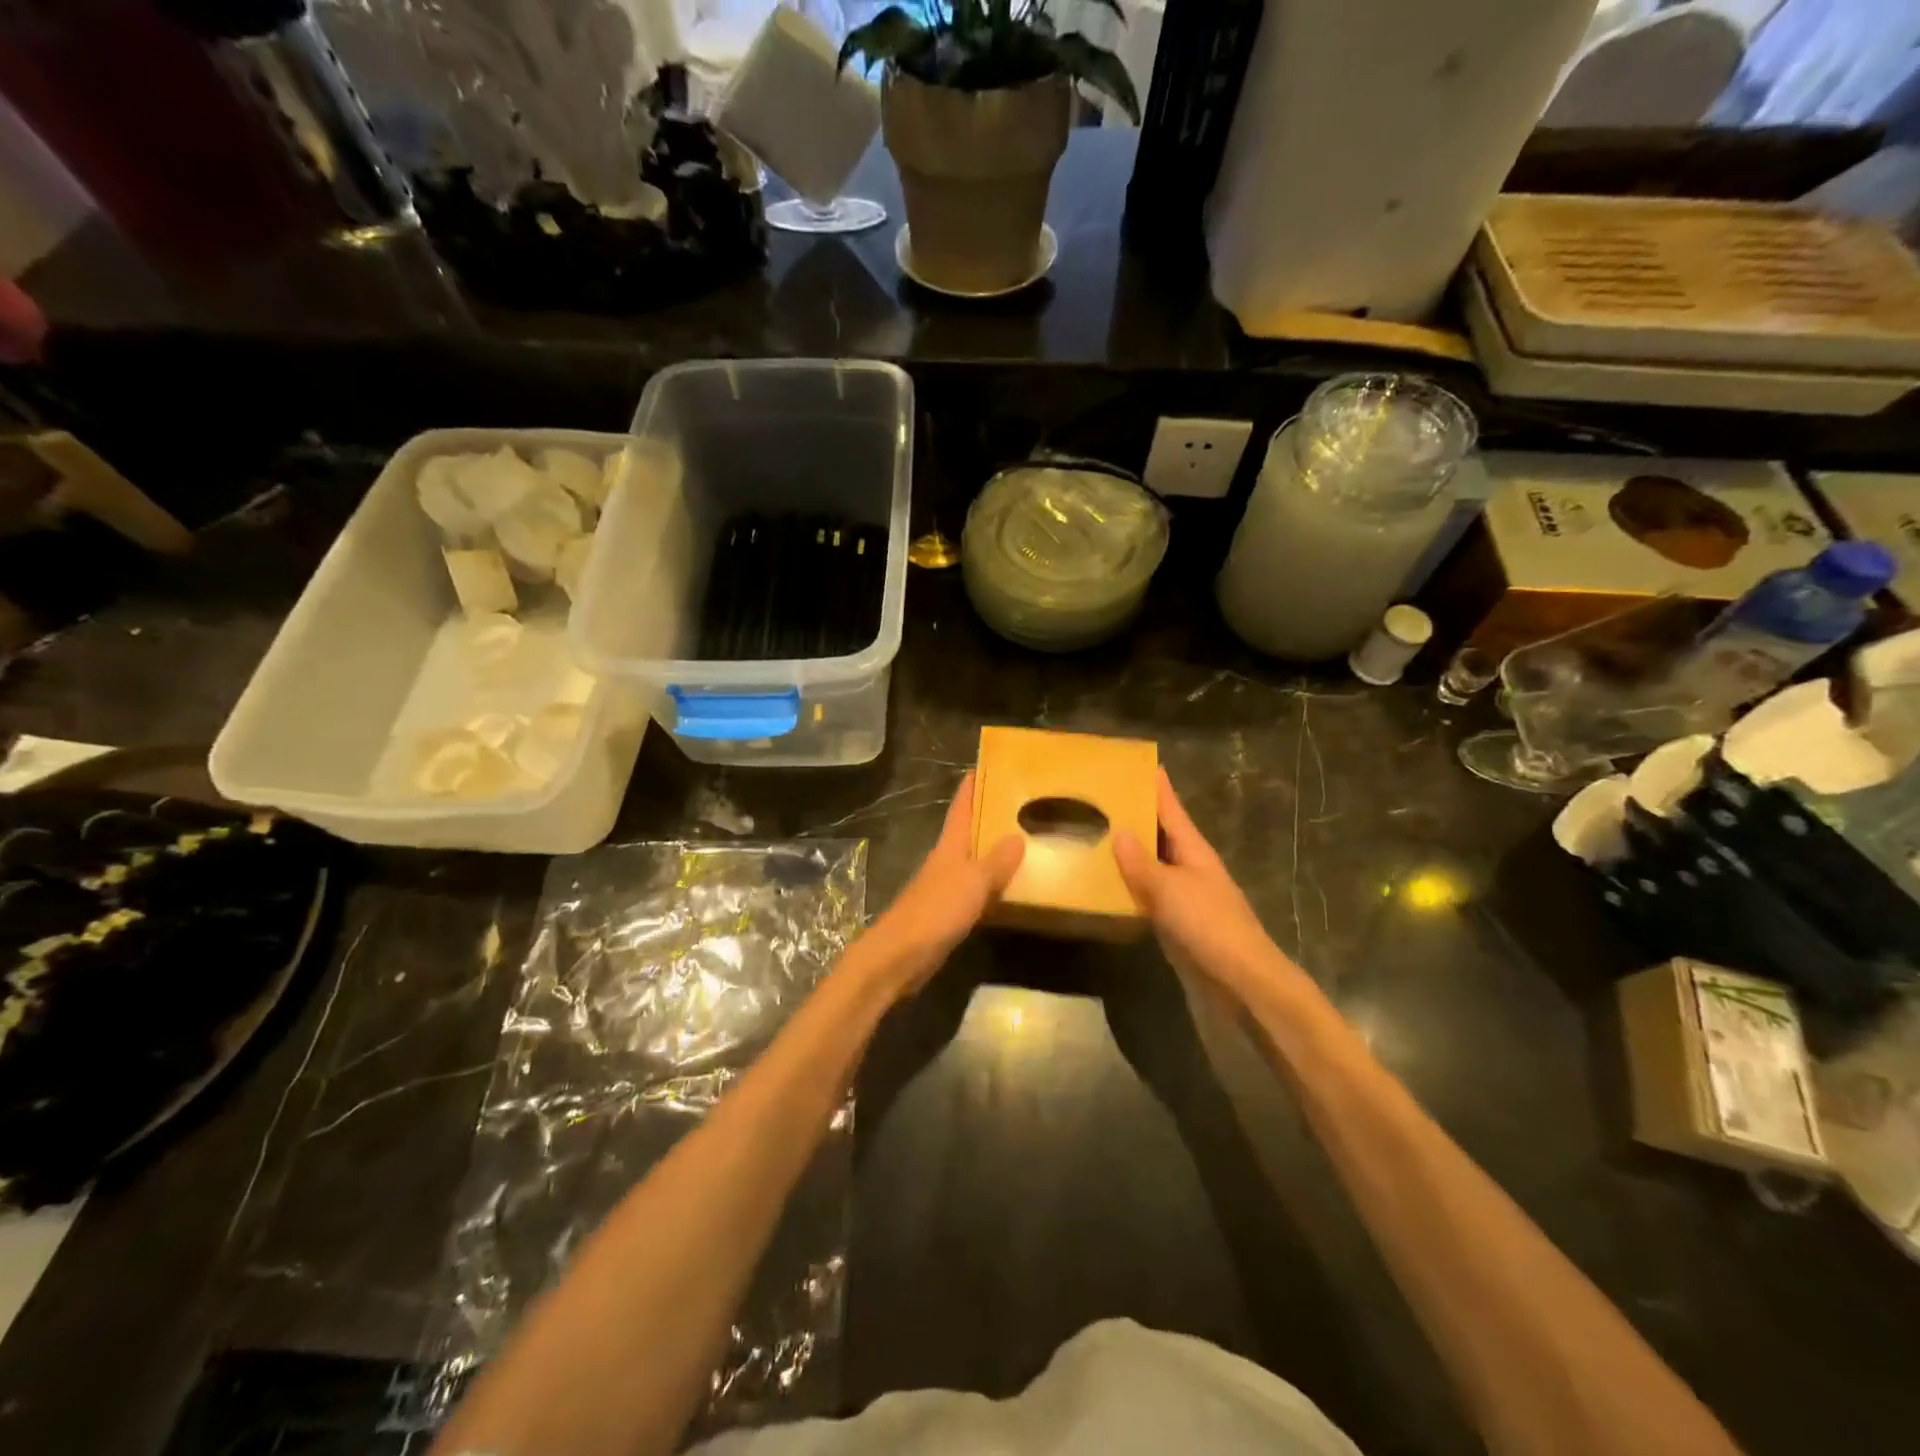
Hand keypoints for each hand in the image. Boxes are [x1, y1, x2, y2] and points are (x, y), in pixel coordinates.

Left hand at [853, 773, 1023, 999]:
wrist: (900, 956)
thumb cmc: (935, 911)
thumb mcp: (972, 882)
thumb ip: (996, 861)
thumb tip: (1018, 836)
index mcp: (949, 846)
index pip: (961, 807)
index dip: (972, 786)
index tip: (986, 765)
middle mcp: (946, 861)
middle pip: (969, 831)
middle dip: (990, 816)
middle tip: (1021, 803)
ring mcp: (946, 888)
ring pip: (974, 861)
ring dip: (994, 851)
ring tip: (1026, 842)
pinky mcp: (948, 913)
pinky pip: (977, 890)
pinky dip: (993, 884)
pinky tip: (1011, 889)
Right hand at [1114, 770, 1306, 998]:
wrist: (1240, 981)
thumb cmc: (1208, 925)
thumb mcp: (1169, 889)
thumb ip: (1141, 862)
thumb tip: (1119, 831)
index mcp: (1194, 850)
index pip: (1172, 809)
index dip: (1157, 787)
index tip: (1140, 763)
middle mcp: (1190, 867)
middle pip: (1162, 834)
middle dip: (1137, 816)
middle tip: (1103, 798)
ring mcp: (1185, 896)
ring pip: (1153, 865)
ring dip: (1130, 852)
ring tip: (1097, 834)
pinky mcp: (1177, 923)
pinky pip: (1149, 895)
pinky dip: (1130, 886)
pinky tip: (1108, 884)